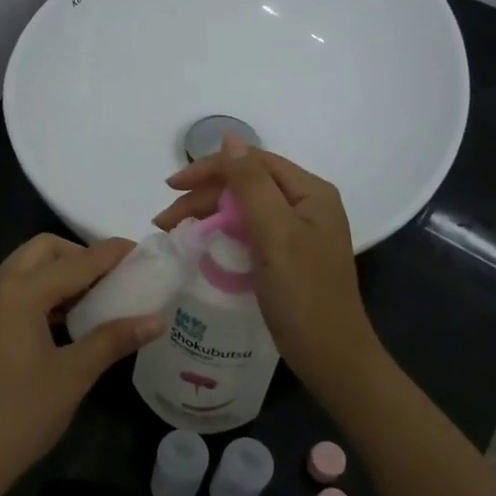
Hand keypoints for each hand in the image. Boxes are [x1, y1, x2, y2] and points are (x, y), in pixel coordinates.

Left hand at [0, 235, 163, 495]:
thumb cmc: (19, 415)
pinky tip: (64, 322)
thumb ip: (113, 339)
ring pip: (24, 270)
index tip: (141, 250)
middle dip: (79, 255)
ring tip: (95, 299)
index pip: (75, 262)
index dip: (110, 254)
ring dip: (59, 274)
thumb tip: (155, 320)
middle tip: (113, 278)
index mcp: (19, 293)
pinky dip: (41, 294)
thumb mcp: (73, 375)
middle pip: (42, 251)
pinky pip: (13, 293)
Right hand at [154, 138, 380, 391]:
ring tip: (175, 233)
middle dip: (203, 196)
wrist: (330, 356)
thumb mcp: (275, 232)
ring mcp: (299, 232)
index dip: (209, 169)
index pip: (252, 162)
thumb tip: (229, 139)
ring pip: (245, 209)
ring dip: (209, 215)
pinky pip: (250, 232)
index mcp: (310, 192)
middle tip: (165, 221)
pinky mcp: (290, 257)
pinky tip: (203, 245)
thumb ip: (251, 184)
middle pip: (247, 185)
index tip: (170, 188)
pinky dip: (223, 234)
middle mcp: (307, 205)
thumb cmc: (303, 293)